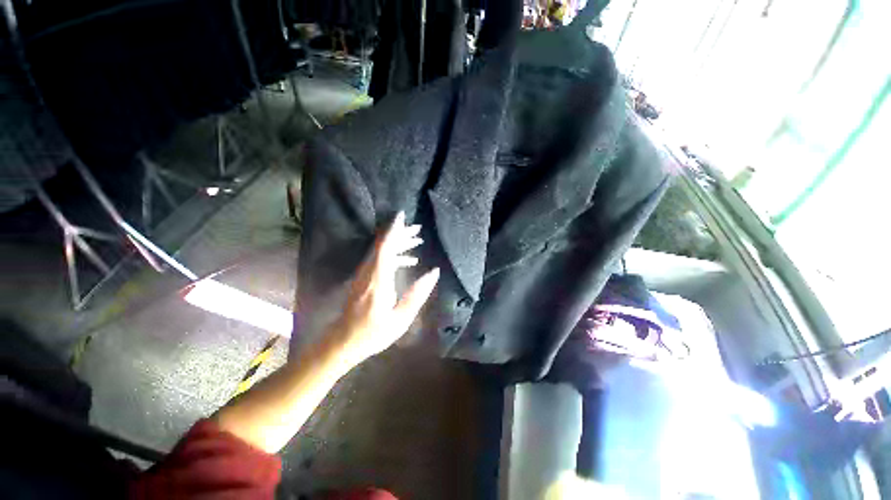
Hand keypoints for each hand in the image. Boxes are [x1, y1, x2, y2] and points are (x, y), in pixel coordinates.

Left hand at [328, 212, 439, 365]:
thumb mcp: (401, 318)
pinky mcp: (364, 278)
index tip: (403, 216)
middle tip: (418, 230)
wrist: (343, 341)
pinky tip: (409, 260)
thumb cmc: (373, 333)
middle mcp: (369, 272)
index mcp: (378, 280)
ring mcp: (364, 275)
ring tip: (417, 241)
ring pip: (381, 251)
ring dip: (398, 243)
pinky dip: (394, 255)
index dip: (394, 231)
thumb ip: (417, 294)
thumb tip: (434, 273)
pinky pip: (380, 259)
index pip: (386, 248)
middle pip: (384, 245)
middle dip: (401, 234)